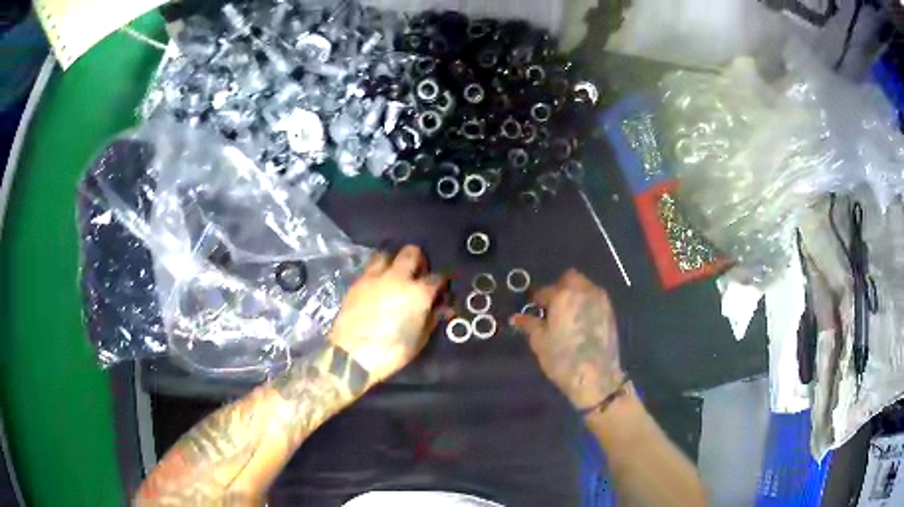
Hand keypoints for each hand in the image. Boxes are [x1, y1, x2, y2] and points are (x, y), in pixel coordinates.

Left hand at [329, 245, 446, 384]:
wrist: (352, 356)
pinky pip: (370, 268)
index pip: (437, 278)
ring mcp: (374, 277)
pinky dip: (377, 273)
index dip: (442, 283)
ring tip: (394, 275)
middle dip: (418, 259)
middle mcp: (397, 278)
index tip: (441, 290)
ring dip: (393, 261)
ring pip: (386, 254)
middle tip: (418, 272)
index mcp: (418, 293)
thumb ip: (431, 319)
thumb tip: (440, 307)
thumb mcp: (419, 340)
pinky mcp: (357, 283)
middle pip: (411, 252)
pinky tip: (377, 286)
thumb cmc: (391, 352)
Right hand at [510, 269, 623, 409]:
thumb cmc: (563, 359)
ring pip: (585, 287)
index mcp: (564, 295)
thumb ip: (529, 325)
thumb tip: (516, 318)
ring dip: (574, 295)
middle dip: (559, 288)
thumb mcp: (539, 342)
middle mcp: (584, 291)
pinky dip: (586, 304)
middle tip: (552, 308)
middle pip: (570, 279)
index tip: (534, 311)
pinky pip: (595, 298)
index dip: (538, 300)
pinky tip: (580, 322)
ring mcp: (601, 301)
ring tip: (566, 315)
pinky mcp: (611, 312)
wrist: (596, 377)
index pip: (546, 290)